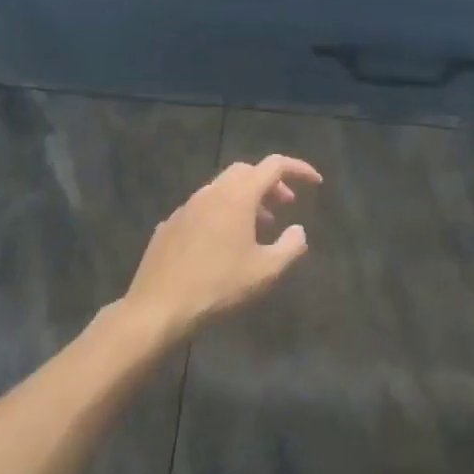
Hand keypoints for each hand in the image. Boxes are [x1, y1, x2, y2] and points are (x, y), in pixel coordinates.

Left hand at [122, 155, 322, 336]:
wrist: (158, 307)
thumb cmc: (218, 287)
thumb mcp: (266, 272)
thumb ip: (291, 247)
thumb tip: (298, 231)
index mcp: (237, 196)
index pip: (274, 165)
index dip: (298, 169)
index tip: (315, 182)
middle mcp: (211, 192)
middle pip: (246, 171)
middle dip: (270, 183)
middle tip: (285, 205)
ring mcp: (186, 207)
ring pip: (222, 189)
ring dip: (246, 199)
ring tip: (258, 228)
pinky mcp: (169, 225)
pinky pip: (203, 208)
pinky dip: (222, 213)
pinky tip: (223, 244)